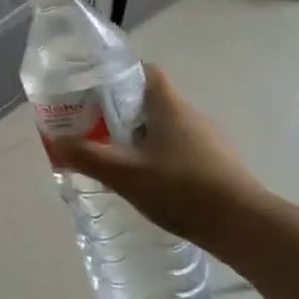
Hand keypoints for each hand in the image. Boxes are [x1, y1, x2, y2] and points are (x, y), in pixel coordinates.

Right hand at [47, 66, 266, 245]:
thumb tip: (55, 142)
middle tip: (99, 131)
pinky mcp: (221, 165)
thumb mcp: (125, 174)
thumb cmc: (181, 189)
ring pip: (171, 129)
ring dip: (147, 139)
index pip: (148, 73)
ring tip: (122, 161)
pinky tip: (154, 185)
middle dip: (126, 113)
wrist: (243, 225)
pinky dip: (166, 159)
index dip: (123, 76)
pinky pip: (186, 151)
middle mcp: (193, 115)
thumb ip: (88, 157)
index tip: (98, 92)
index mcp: (170, 106)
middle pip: (155, 102)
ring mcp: (211, 141)